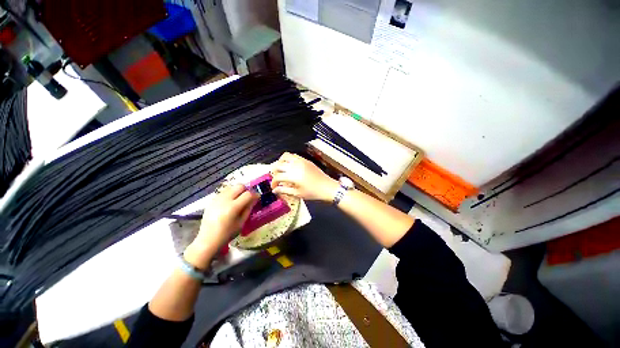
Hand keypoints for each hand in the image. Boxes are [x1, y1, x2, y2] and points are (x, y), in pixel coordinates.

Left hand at [184, 185, 257, 268]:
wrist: (208, 240)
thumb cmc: (227, 234)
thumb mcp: (242, 222)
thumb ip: (248, 208)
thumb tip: (255, 199)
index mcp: (233, 207)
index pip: (248, 194)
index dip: (255, 195)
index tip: (257, 197)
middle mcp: (224, 200)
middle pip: (239, 186)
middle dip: (246, 190)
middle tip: (248, 197)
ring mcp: (217, 199)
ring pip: (231, 187)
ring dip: (238, 191)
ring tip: (239, 199)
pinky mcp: (212, 200)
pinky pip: (224, 191)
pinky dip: (230, 193)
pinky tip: (230, 202)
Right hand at [271, 152, 338, 201]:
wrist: (326, 187)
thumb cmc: (313, 192)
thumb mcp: (297, 193)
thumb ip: (284, 190)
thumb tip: (275, 190)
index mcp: (293, 176)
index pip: (277, 177)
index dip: (273, 183)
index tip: (274, 187)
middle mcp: (295, 166)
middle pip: (278, 165)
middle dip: (274, 172)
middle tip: (276, 178)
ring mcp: (300, 161)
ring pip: (285, 156)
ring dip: (280, 162)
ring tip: (281, 169)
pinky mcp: (305, 160)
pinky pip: (293, 155)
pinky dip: (288, 159)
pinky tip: (289, 166)